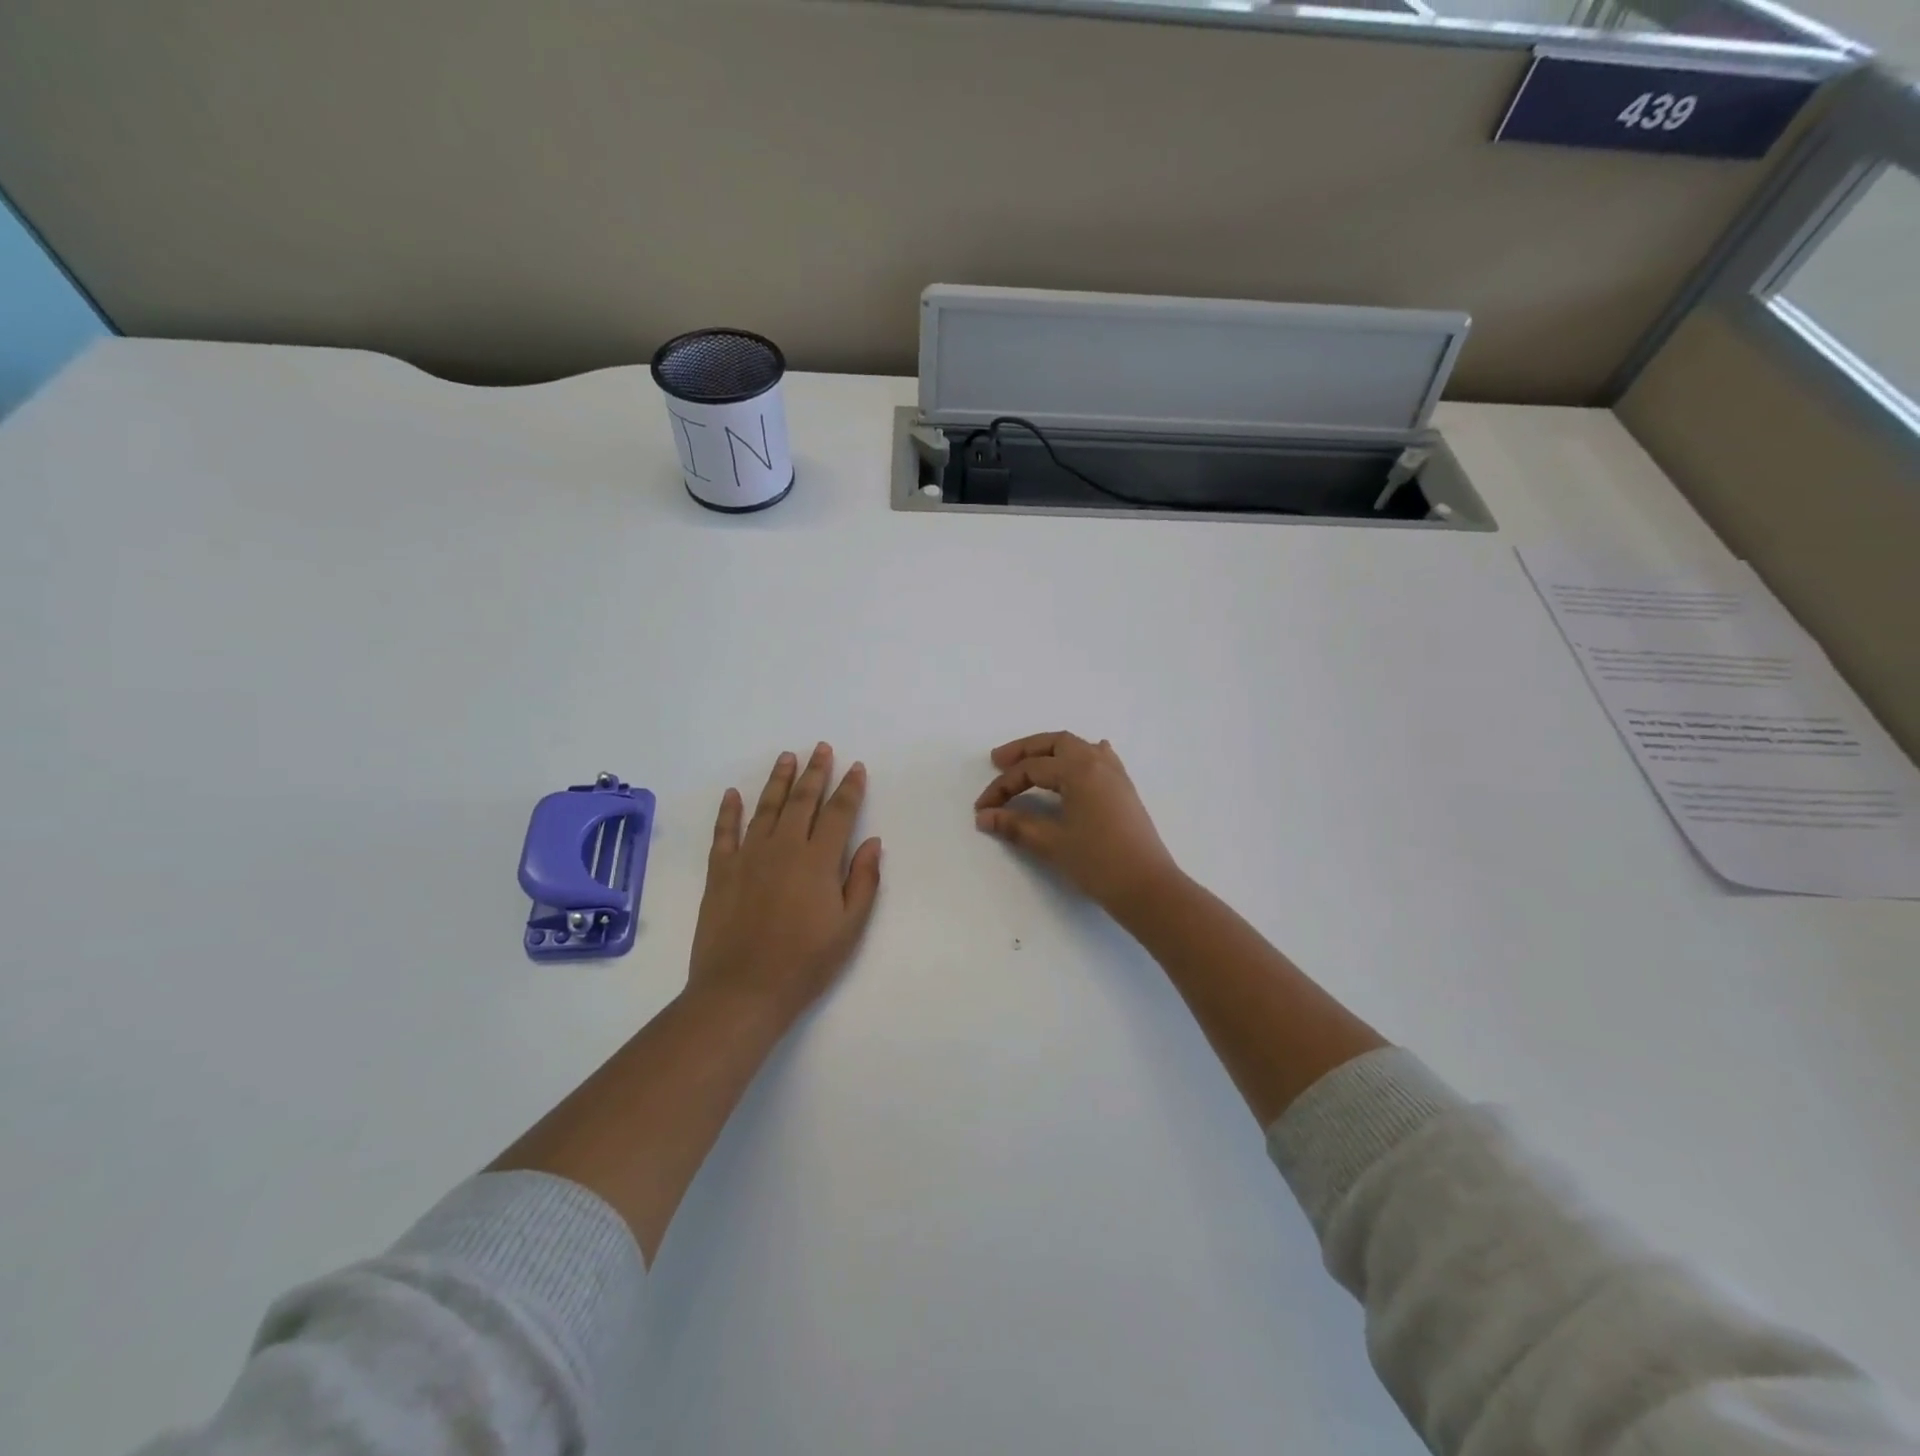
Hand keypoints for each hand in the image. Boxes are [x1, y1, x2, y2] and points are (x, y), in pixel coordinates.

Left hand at [689, 744, 882, 1021]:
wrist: (743, 989)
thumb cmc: (805, 962)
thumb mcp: (849, 927)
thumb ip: (863, 880)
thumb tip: (872, 842)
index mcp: (818, 859)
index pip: (838, 813)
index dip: (849, 788)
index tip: (855, 767)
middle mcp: (783, 847)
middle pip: (802, 800)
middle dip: (814, 772)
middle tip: (821, 748)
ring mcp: (748, 856)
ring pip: (765, 807)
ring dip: (777, 780)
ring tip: (786, 757)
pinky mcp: (720, 871)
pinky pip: (724, 832)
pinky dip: (729, 811)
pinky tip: (733, 795)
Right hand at [974, 731, 1181, 911]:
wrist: (1147, 887)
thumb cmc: (1097, 863)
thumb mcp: (1051, 843)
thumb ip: (1015, 825)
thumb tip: (985, 816)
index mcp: (1078, 770)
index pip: (1030, 770)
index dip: (1002, 787)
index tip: (982, 808)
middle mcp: (1098, 763)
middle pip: (1055, 743)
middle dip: (1025, 751)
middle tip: (998, 762)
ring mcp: (1115, 775)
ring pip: (1078, 747)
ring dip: (1051, 751)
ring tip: (1030, 763)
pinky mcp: (1124, 790)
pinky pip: (1099, 759)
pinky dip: (1080, 757)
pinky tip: (1079, 764)